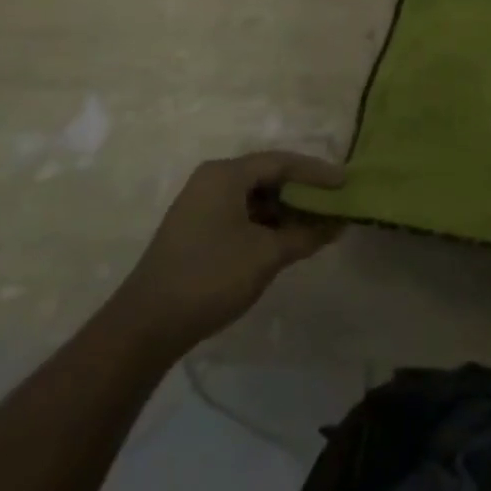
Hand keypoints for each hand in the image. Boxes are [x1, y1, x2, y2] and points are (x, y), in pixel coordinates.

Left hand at [107, 152, 344, 355]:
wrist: (144, 328)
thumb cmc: (210, 277)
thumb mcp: (267, 254)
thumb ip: (306, 234)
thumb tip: (339, 224)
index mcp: (226, 174)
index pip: (282, 162)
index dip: (318, 172)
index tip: (346, 184)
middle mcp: (212, 181)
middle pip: (269, 176)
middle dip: (304, 192)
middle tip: (335, 203)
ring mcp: (201, 205)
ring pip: (256, 197)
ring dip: (287, 210)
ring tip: (317, 224)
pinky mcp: (197, 230)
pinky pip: (242, 214)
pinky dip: (268, 223)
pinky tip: (288, 239)